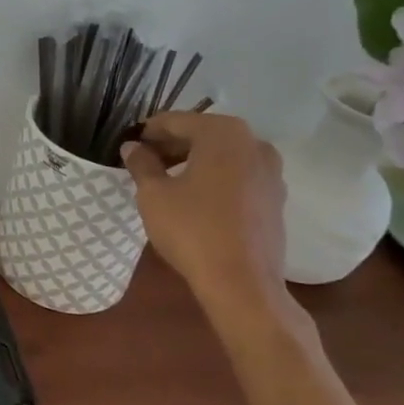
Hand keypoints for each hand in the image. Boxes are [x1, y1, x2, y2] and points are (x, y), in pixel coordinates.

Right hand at [121, 112, 287, 300]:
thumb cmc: (192, 230)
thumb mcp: (153, 194)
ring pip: (222, 155)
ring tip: (165, 180)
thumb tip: (133, 147)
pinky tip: (194, 198)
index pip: (176, 121)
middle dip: (171, 145)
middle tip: (143, 162)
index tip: (128, 145)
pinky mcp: (275, 197)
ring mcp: (270, 171)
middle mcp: (253, 143)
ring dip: (193, 161)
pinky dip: (214, 177)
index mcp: (223, 133)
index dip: (148, 132)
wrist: (242, 283)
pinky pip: (237, 175)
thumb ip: (141, 164)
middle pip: (202, 134)